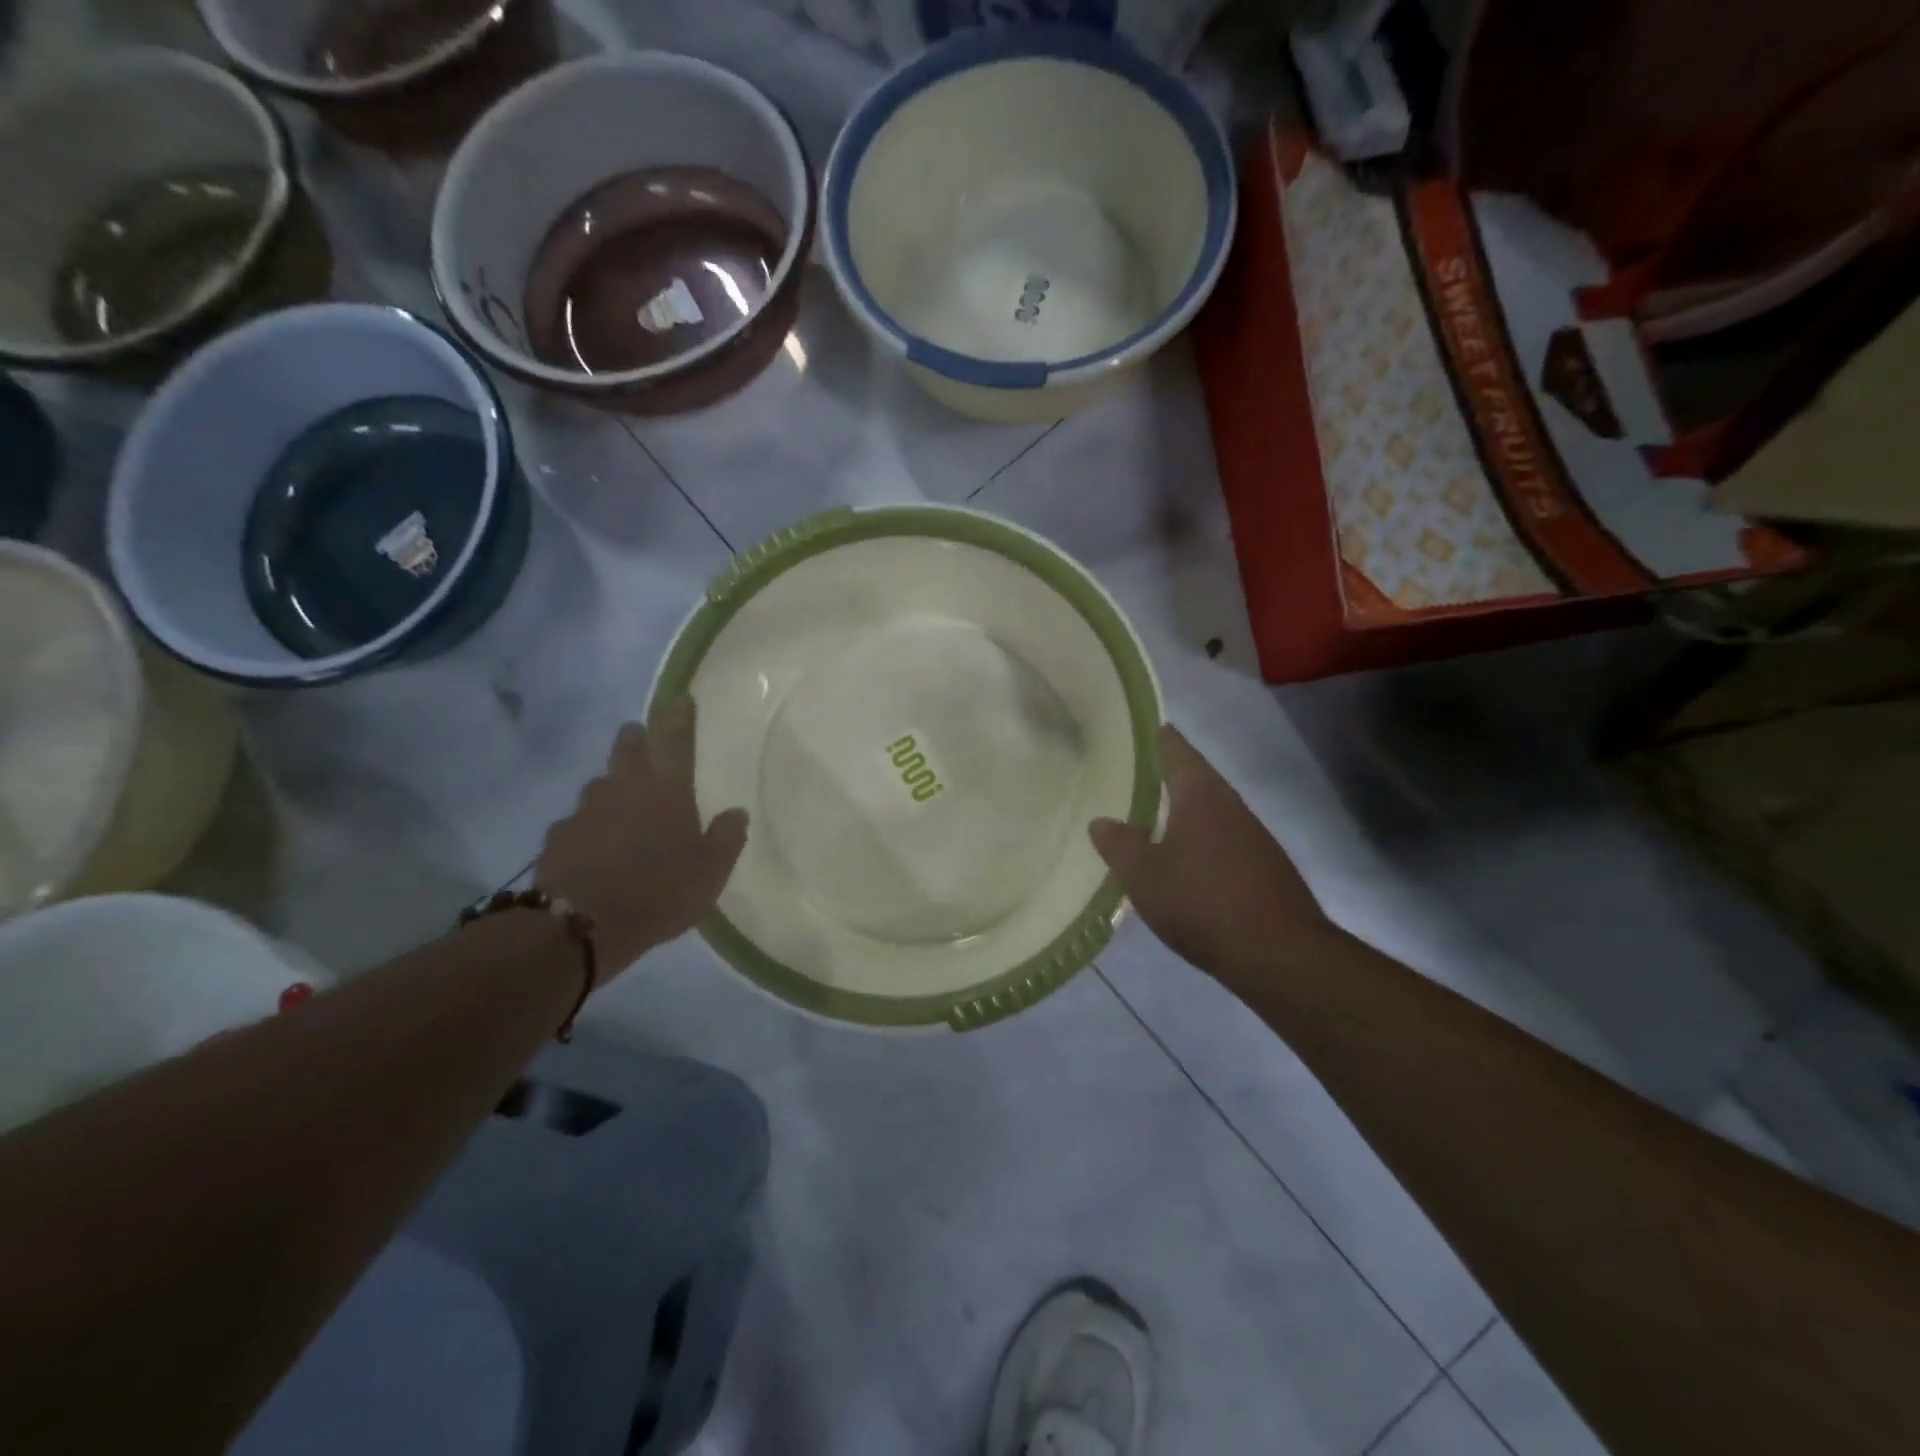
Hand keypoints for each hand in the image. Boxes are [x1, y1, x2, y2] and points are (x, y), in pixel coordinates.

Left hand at [537, 699, 747, 978]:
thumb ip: (727, 838)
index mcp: (667, 790)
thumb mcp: (711, 872)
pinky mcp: (558, 836)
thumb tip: (737, 813)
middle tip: (642, 739)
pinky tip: (593, 846)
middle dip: (636, 738)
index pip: (675, 739)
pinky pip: (576, 821)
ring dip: (611, 787)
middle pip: (628, 747)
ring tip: (620, 806)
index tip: (680, 698)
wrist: (584, 924)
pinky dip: (587, 826)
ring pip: (599, 784)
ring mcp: (586, 809)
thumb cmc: (660, 891)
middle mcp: (624, 787)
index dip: (679, 716)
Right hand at [1091, 726, 1334, 987]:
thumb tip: (1101, 821)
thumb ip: (1119, 844)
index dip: (1152, 735)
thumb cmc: (1203, 903)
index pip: (1174, 747)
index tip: (1128, 728)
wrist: (1280, 955)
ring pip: (1208, 809)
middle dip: (1161, 774)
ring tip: (1145, 817)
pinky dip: (1197, 838)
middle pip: (1193, 776)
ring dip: (1179, 810)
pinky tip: (1180, 860)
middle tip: (1124, 776)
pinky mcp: (1262, 864)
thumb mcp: (1144, 875)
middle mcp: (1229, 803)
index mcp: (1200, 793)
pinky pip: (1221, 838)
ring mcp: (1252, 834)